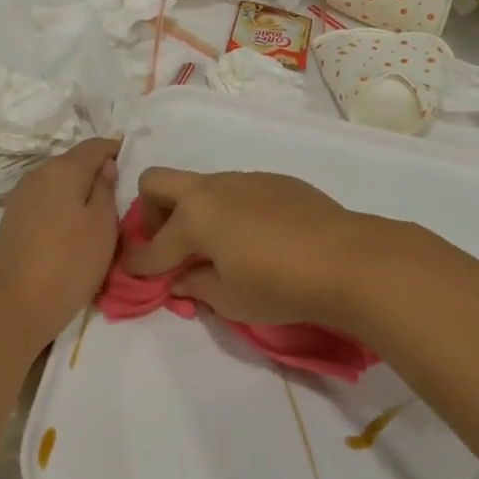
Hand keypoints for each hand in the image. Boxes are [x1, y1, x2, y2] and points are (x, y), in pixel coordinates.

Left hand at [0, 138, 120, 342]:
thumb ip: (106, 188)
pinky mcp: (11, 217)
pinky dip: (58, 205)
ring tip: (93, 213)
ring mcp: (20, 195)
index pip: (94, 146)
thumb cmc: (71, 262)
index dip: (113, 149)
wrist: (17, 304)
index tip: (129, 160)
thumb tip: (104, 167)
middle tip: (115, 193)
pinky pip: (42, 199)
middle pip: (72, 162)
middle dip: (93, 171)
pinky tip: (67, 227)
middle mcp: (38, 174)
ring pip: (55, 181)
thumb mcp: (103, 225)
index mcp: (63, 169)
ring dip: (74, 190)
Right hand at [122, 168, 391, 333]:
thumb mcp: (230, 299)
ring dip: (194, 210)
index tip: (131, 274)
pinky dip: (229, 209)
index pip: (151, 245)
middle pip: (157, 182)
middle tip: (170, 244)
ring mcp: (243, 179)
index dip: (137, 264)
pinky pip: (236, 189)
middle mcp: (211, 190)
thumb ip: (196, 285)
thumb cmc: (280, 285)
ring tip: (217, 245)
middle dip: (151, 212)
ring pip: (200, 185)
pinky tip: (256, 236)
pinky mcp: (272, 180)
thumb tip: (181, 278)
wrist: (346, 259)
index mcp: (193, 218)